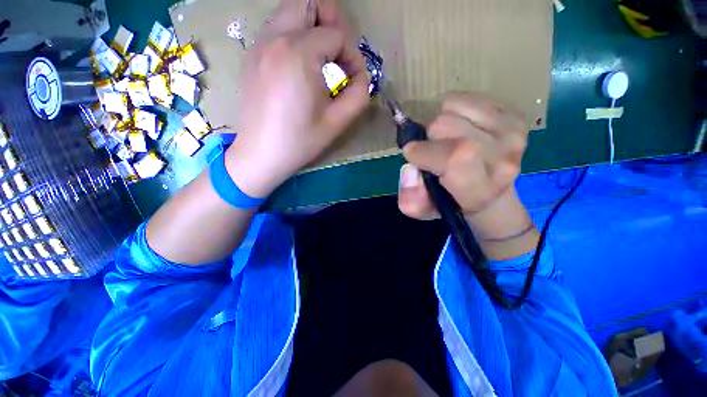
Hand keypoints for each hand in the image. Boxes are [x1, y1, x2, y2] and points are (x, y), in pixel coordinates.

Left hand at [225, 0, 369, 197]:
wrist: (261, 155)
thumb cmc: (300, 141)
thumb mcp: (337, 122)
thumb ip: (359, 95)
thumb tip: (361, 77)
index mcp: (298, 54)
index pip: (336, 35)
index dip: (353, 56)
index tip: (355, 79)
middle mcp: (275, 39)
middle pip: (308, 2)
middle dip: (331, 20)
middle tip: (339, 50)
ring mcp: (258, 45)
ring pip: (289, 11)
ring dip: (312, 26)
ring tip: (322, 57)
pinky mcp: (251, 56)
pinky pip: (276, 29)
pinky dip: (294, 36)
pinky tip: (300, 65)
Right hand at [398, 92, 528, 221]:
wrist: (491, 190)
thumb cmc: (452, 201)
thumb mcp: (425, 210)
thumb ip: (410, 198)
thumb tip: (409, 169)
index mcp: (480, 188)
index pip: (453, 156)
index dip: (424, 150)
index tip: (411, 153)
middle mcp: (503, 159)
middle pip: (446, 125)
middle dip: (428, 137)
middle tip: (433, 150)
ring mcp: (512, 133)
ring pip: (452, 107)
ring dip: (440, 121)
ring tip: (447, 139)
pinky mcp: (514, 114)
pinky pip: (466, 97)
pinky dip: (454, 109)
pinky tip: (460, 127)